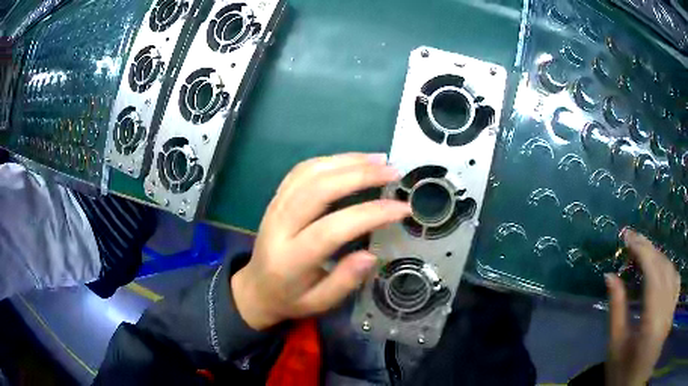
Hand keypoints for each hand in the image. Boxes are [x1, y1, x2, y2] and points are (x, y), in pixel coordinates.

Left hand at [231, 153, 410, 329]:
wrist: (256, 287)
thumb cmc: (290, 299)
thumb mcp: (320, 303)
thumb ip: (344, 281)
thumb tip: (371, 254)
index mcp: (291, 260)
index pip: (332, 229)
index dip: (370, 215)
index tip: (402, 208)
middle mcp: (279, 226)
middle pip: (318, 190)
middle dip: (360, 176)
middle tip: (393, 173)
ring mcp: (275, 207)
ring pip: (310, 173)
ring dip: (347, 161)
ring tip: (379, 160)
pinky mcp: (277, 197)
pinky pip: (302, 170)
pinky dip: (330, 160)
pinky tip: (352, 160)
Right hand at [605, 228, 680, 385]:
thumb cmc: (622, 375)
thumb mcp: (616, 347)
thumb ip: (616, 309)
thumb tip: (610, 276)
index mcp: (653, 318)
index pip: (653, 271)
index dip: (641, 249)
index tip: (627, 237)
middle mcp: (668, 308)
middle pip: (664, 267)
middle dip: (649, 249)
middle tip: (632, 240)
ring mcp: (672, 309)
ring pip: (672, 271)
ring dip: (660, 258)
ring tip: (646, 254)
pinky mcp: (672, 313)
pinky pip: (677, 283)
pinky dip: (671, 270)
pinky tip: (665, 270)